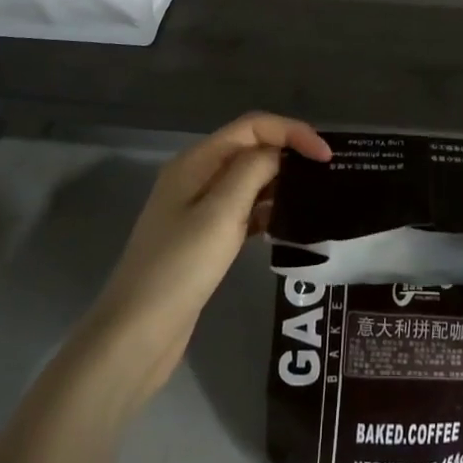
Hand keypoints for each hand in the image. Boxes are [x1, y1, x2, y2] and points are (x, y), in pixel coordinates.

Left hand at [82, 113, 330, 406]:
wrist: (135, 335)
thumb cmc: (179, 268)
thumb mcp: (220, 213)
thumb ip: (253, 171)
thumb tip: (279, 152)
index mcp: (196, 161)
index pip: (252, 127)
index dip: (292, 132)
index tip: (326, 157)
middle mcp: (196, 176)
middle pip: (250, 148)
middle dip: (288, 153)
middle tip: (327, 176)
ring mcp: (197, 209)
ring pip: (248, 180)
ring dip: (280, 182)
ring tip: (316, 197)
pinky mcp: (204, 238)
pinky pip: (243, 210)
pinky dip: (267, 210)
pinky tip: (289, 224)